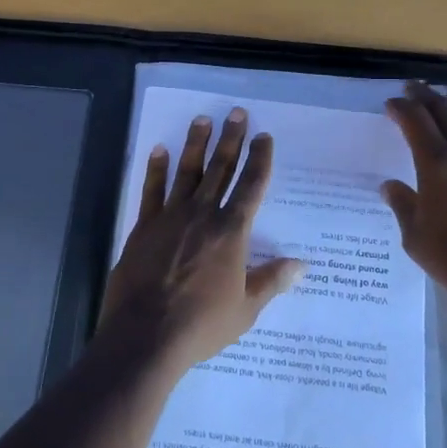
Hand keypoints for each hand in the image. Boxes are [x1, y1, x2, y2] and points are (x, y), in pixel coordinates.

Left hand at [98, 108, 304, 377]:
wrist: (146, 334)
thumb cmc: (202, 324)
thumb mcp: (245, 309)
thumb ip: (271, 281)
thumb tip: (302, 265)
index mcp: (232, 232)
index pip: (251, 187)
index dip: (259, 160)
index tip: (264, 137)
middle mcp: (203, 215)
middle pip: (220, 169)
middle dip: (231, 140)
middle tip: (236, 113)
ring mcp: (171, 217)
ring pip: (187, 172)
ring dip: (196, 144)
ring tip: (203, 119)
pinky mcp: (144, 226)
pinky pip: (152, 190)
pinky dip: (156, 169)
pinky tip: (159, 150)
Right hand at [381, 83, 446, 326]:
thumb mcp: (415, 236)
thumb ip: (402, 204)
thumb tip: (390, 186)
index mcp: (437, 161)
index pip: (415, 119)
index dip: (400, 108)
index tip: (390, 105)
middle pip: (444, 109)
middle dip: (424, 96)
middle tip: (411, 90)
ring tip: (441, 114)